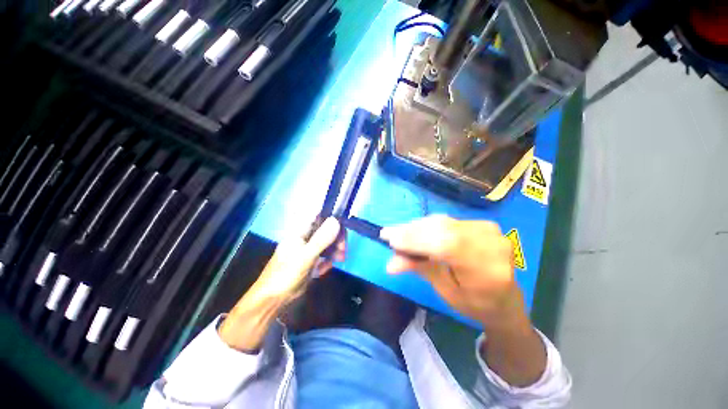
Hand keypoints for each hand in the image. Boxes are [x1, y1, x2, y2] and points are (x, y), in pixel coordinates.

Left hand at [219, 217, 342, 350]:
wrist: (272, 300)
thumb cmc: (285, 275)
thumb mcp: (305, 256)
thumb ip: (321, 239)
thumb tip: (336, 220)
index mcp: (300, 231)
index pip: (319, 216)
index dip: (332, 217)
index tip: (343, 225)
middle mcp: (304, 238)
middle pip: (326, 230)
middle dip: (336, 238)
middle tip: (343, 249)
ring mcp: (307, 250)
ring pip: (326, 243)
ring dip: (334, 250)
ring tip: (340, 259)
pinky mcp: (309, 262)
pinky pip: (323, 257)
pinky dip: (326, 261)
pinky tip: (324, 270)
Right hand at [381, 215, 546, 386]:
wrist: (505, 298)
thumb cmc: (475, 303)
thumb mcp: (445, 291)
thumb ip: (420, 270)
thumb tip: (390, 264)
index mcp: (488, 271)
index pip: (448, 245)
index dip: (417, 240)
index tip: (390, 240)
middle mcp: (492, 245)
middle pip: (443, 229)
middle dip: (412, 232)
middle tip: (388, 234)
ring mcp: (490, 230)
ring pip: (443, 222)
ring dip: (417, 227)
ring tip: (398, 233)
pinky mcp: (482, 223)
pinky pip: (448, 221)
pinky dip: (428, 225)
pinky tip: (415, 230)